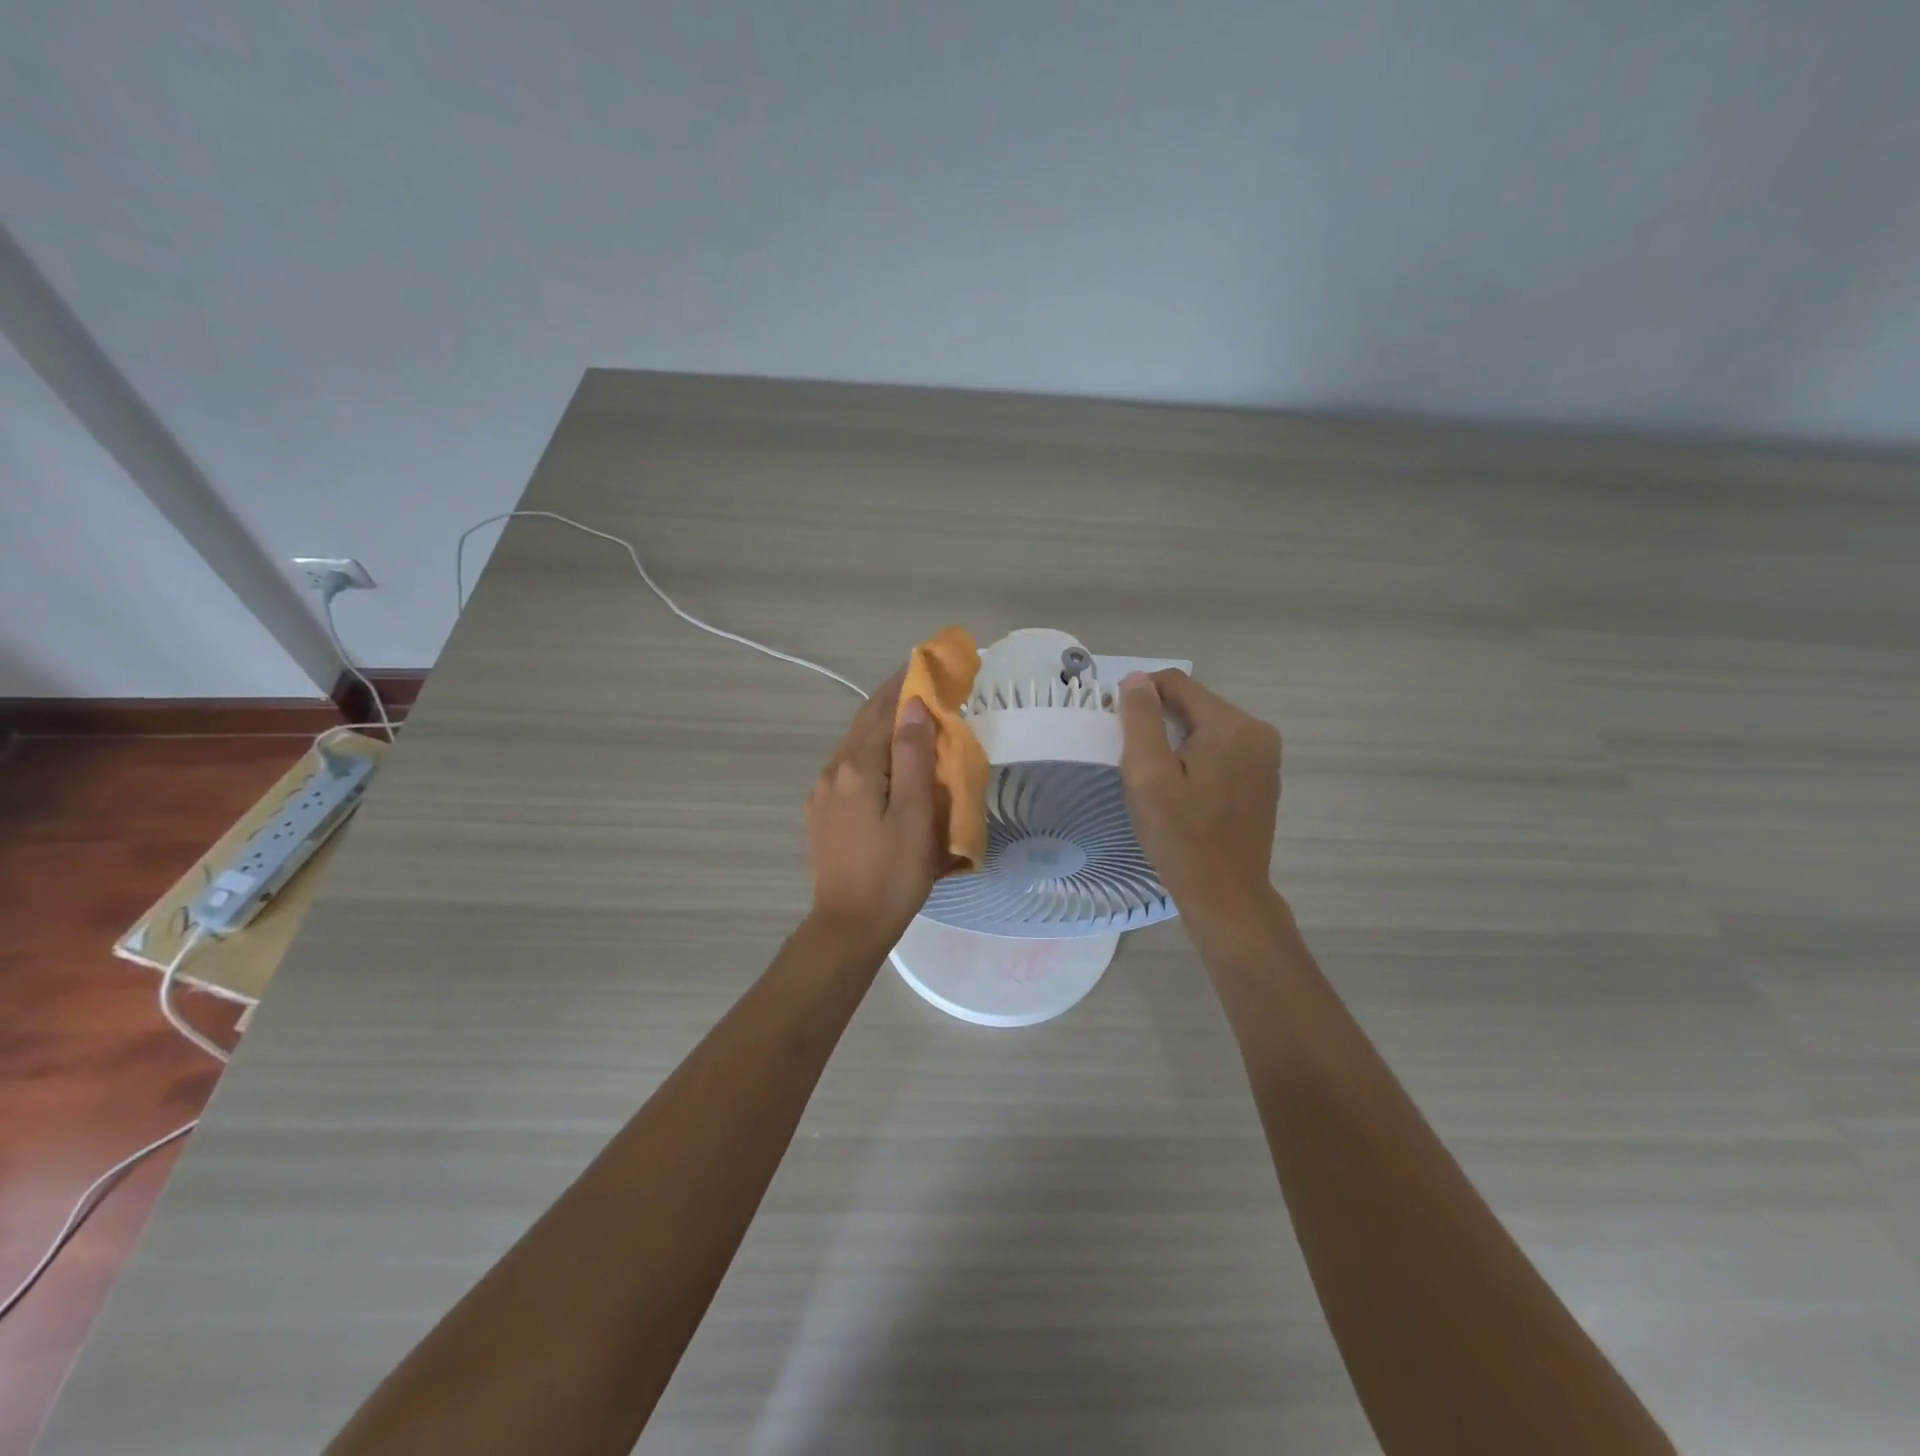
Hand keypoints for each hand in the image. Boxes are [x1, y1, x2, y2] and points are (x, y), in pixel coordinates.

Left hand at [805, 668, 941, 954]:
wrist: (848, 927)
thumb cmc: (892, 874)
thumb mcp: (914, 815)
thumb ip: (913, 757)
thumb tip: (914, 706)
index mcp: (855, 768)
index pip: (881, 711)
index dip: (904, 685)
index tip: (925, 664)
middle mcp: (832, 772)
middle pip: (863, 723)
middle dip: (891, 700)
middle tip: (922, 684)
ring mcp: (822, 793)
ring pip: (854, 745)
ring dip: (880, 726)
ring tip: (910, 718)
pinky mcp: (821, 813)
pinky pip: (848, 768)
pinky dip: (871, 752)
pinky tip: (887, 762)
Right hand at [1117, 670, 1282, 929]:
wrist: (1225, 896)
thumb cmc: (1181, 837)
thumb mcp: (1148, 775)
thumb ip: (1141, 720)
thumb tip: (1136, 679)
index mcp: (1232, 726)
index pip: (1177, 683)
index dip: (1141, 696)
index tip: (1118, 728)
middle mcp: (1257, 732)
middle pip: (1194, 704)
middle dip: (1159, 721)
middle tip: (1133, 760)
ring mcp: (1265, 757)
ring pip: (1207, 728)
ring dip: (1176, 741)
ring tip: (1155, 778)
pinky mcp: (1263, 779)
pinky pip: (1221, 751)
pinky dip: (1196, 758)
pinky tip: (1182, 791)